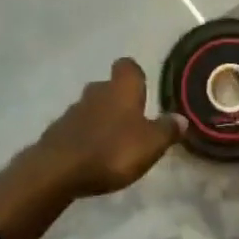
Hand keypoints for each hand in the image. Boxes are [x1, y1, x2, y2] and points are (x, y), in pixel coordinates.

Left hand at [32, 58, 183, 198]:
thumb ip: (167, 130)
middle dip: (119, 100)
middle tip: (131, 120)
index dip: (135, 75)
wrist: (57, 171)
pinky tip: (92, 156)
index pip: (128, 67)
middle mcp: (97, 92)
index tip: (143, 90)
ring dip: (101, 119)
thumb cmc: (112, 151)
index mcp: (122, 88)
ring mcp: (73, 111)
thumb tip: (182, 118)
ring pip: (92, 107)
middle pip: (109, 87)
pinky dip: (85, 137)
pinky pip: (77, 128)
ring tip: (113, 142)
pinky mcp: (57, 132)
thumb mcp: (150, 144)